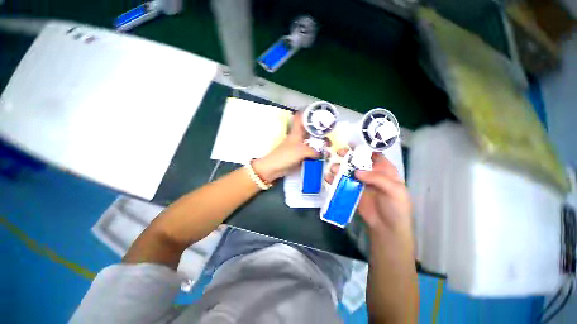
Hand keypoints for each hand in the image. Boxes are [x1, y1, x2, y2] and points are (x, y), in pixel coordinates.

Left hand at [253, 112, 324, 182]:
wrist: (273, 168)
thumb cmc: (285, 155)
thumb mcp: (301, 151)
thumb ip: (314, 151)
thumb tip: (322, 154)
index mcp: (296, 132)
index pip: (300, 117)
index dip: (308, 113)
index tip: (319, 115)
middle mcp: (298, 138)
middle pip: (310, 132)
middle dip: (320, 134)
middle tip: (328, 140)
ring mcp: (298, 147)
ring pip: (310, 143)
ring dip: (319, 145)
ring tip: (327, 150)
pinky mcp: (298, 156)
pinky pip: (309, 153)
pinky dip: (315, 154)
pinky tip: (322, 157)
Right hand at [325, 148, 411, 238]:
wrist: (386, 227)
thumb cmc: (396, 207)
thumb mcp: (394, 190)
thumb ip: (377, 178)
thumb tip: (357, 171)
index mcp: (383, 169)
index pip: (373, 154)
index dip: (363, 148)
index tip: (351, 144)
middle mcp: (370, 173)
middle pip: (357, 160)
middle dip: (348, 155)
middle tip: (339, 153)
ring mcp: (359, 182)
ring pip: (347, 170)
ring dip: (339, 167)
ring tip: (333, 169)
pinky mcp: (351, 190)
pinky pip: (341, 182)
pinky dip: (334, 179)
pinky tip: (328, 178)